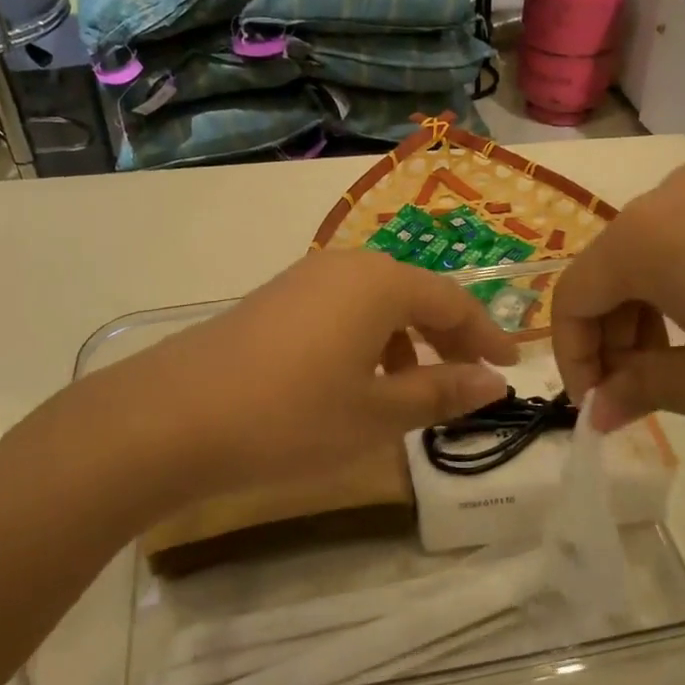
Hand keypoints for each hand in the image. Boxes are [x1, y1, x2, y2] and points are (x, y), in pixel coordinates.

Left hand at [38, 249, 516, 508]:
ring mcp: (303, 280)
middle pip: (415, 294)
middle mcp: (344, 267)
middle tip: (471, 377)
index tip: (512, 366)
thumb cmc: (290, 416)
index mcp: (380, 283)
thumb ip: (440, 392)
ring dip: (405, 340)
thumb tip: (494, 383)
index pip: (454, 300)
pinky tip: (356, 382)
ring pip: (375, 303)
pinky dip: (366, 340)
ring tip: (414, 388)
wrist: (171, 418)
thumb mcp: (376, 413)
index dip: (487, 334)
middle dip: (448, 335)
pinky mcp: (274, 301)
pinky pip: (340, 311)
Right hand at [552, 164, 684, 439]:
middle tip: (634, 392)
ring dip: (642, 312)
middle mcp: (669, 198)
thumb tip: (597, 411)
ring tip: (675, 366)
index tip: (594, 406)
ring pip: (647, 254)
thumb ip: (638, 389)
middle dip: (609, 336)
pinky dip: (680, 286)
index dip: (572, 358)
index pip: (573, 298)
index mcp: (643, 238)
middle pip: (607, 271)